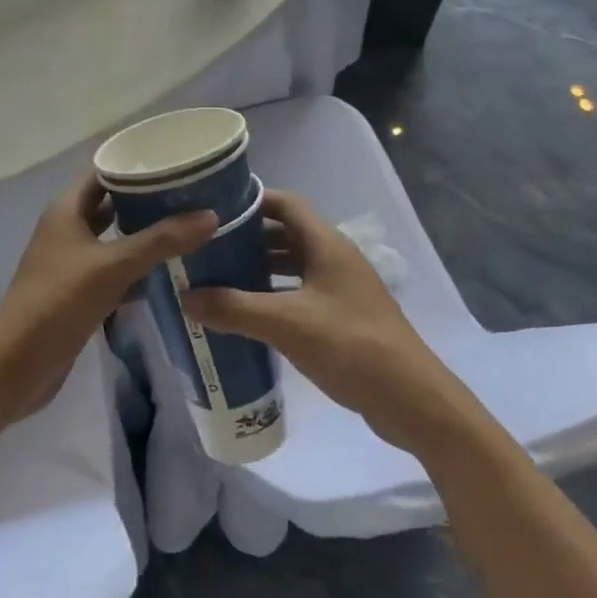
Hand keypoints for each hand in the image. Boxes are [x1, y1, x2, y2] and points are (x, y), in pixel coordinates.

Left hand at [0, 172, 216, 423]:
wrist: (15, 367)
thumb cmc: (58, 302)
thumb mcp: (113, 266)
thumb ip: (161, 240)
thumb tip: (211, 215)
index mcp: (66, 210)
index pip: (103, 171)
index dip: (135, 164)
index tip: (175, 162)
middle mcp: (67, 229)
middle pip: (110, 203)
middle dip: (146, 199)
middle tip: (190, 194)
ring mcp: (71, 262)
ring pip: (113, 238)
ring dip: (143, 234)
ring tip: (187, 226)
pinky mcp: (78, 292)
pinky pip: (113, 269)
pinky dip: (137, 267)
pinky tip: (169, 271)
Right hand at [181, 190, 472, 451]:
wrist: (410, 397)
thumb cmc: (350, 345)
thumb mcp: (287, 324)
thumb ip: (235, 309)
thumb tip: (186, 297)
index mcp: (326, 243)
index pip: (285, 204)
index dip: (252, 201)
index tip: (215, 209)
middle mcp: (334, 256)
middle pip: (286, 233)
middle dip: (249, 237)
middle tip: (208, 247)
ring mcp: (341, 287)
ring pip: (293, 264)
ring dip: (260, 267)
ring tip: (220, 278)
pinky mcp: (343, 315)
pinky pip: (301, 291)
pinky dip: (275, 294)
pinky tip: (250, 314)